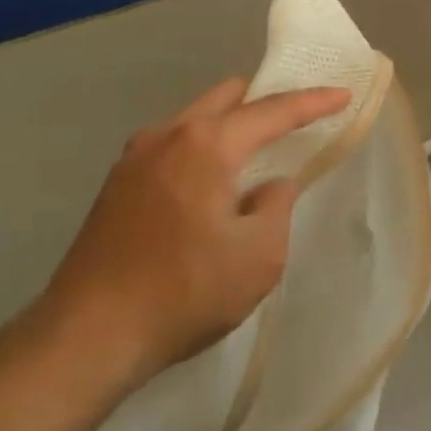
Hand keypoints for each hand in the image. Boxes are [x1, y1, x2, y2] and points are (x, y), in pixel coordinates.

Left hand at [41, 77, 351, 390]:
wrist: (87, 336)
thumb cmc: (185, 293)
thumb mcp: (259, 255)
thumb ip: (276, 205)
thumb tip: (271, 184)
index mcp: (206, 145)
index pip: (272, 111)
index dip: (313, 102)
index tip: (343, 95)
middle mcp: (167, 136)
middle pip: (227, 98)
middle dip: (266, 102)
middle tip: (297, 120)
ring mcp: (135, 157)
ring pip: (196, 119)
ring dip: (231, 126)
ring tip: (257, 154)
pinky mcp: (117, 183)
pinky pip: (173, 145)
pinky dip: (203, 147)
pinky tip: (213, 182)